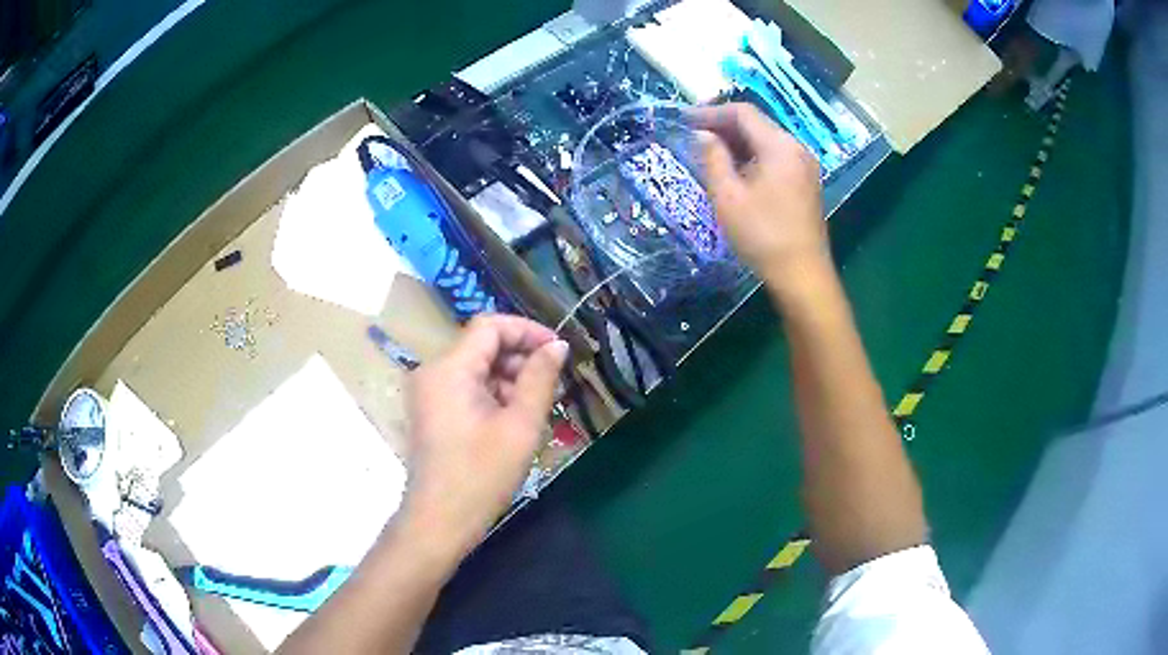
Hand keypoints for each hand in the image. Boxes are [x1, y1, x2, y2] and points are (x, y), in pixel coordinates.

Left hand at [402, 314, 568, 553]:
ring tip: (537, 406)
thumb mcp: (520, 426)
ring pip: (475, 368)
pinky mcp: (430, 411)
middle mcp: (431, 372)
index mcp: (449, 369)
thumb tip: (556, 346)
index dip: (527, 331)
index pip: (489, 326)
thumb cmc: (481, 476)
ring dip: (508, 379)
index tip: (558, 350)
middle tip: (553, 384)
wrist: (439, 521)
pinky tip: (514, 420)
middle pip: (481, 346)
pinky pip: (465, 388)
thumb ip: (540, 379)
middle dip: (520, 358)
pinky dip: (492, 395)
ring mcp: (428, 392)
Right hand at [692, 103, 829, 298]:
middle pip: (757, 124)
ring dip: (737, 142)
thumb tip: (702, 134)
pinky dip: (753, 156)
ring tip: (708, 153)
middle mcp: (796, 148)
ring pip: (766, 141)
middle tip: (693, 135)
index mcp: (779, 146)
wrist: (802, 274)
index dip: (711, 112)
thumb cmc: (762, 235)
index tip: (684, 119)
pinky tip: (735, 170)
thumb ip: (712, 158)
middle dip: (723, 126)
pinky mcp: (806, 182)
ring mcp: (804, 165)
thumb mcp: (728, 196)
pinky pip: (776, 157)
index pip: (743, 113)